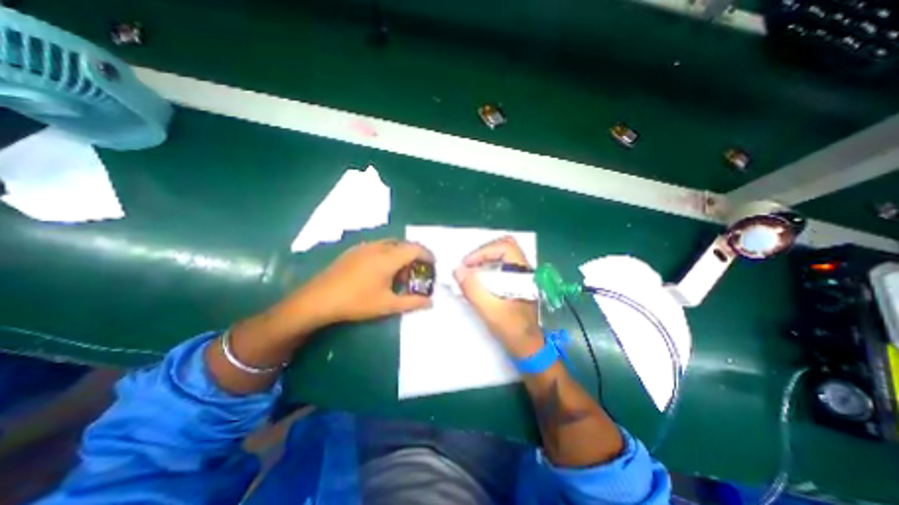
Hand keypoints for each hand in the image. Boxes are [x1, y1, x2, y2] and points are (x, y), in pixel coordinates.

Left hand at [283, 238, 432, 327]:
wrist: (319, 299)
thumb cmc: (357, 302)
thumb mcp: (388, 305)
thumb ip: (412, 302)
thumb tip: (431, 302)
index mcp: (389, 257)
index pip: (415, 248)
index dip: (427, 255)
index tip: (433, 264)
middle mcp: (379, 247)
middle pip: (404, 244)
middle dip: (415, 256)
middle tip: (417, 272)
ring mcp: (365, 246)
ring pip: (391, 244)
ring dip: (401, 255)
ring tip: (400, 273)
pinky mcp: (355, 250)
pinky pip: (379, 246)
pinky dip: (388, 254)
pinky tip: (381, 271)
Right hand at [458, 234, 539, 357]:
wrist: (528, 348)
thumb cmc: (513, 330)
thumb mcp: (490, 310)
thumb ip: (473, 289)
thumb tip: (457, 270)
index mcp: (523, 274)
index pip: (505, 247)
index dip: (483, 251)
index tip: (467, 265)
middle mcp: (524, 271)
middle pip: (503, 247)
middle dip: (482, 253)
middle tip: (467, 265)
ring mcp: (521, 277)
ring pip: (501, 256)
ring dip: (483, 260)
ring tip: (469, 272)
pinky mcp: (515, 284)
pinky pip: (500, 267)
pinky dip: (486, 269)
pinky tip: (477, 281)